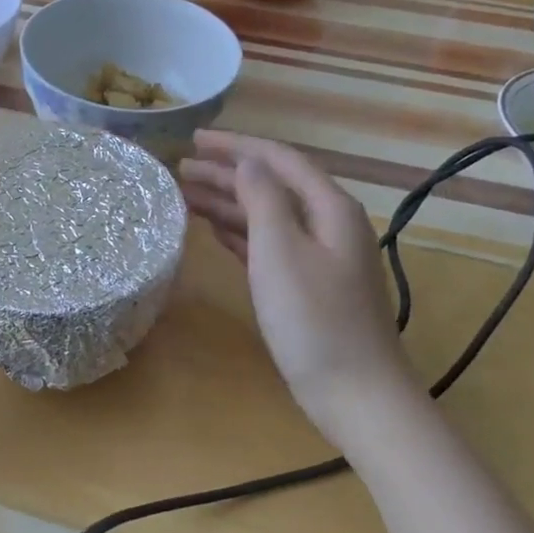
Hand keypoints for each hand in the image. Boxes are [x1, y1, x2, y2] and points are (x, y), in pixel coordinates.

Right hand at [179, 132, 415, 435]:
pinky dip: (239, 233)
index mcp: (328, 208)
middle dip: (225, 173)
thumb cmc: (314, 318)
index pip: (278, 160)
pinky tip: (213, 230)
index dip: (235, 146)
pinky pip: (267, 245)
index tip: (194, 140)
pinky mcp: (305, 286)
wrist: (354, 392)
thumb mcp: (281, 250)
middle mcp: (327, 224)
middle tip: (179, 169)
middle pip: (271, 186)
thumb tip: (247, 164)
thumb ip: (262, 199)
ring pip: (266, 216)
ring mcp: (318, 257)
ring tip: (184, 196)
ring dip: (228, 203)